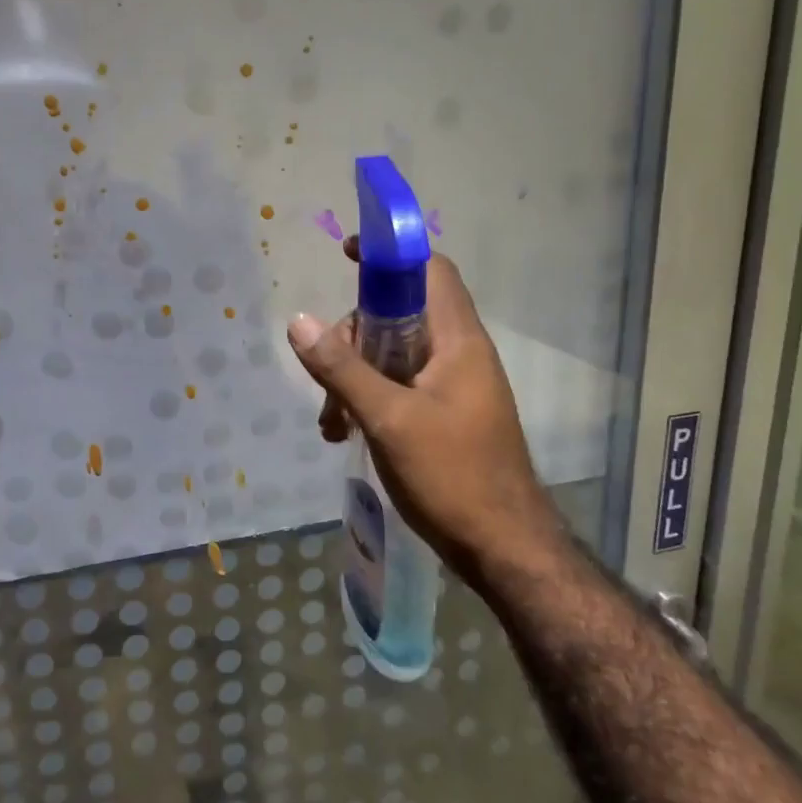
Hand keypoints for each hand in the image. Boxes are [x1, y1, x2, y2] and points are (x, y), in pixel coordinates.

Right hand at [288, 244, 557, 580]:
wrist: (503, 547)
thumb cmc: (452, 475)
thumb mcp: (388, 419)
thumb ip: (342, 368)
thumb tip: (299, 321)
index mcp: (458, 341)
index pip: (429, 271)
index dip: (390, 255)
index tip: (346, 256)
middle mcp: (459, 355)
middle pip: (400, 315)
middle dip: (355, 337)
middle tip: (327, 373)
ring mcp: (453, 387)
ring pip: (394, 356)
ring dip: (355, 377)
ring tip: (331, 422)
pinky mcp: (444, 416)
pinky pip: (399, 388)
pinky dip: (369, 401)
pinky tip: (344, 434)